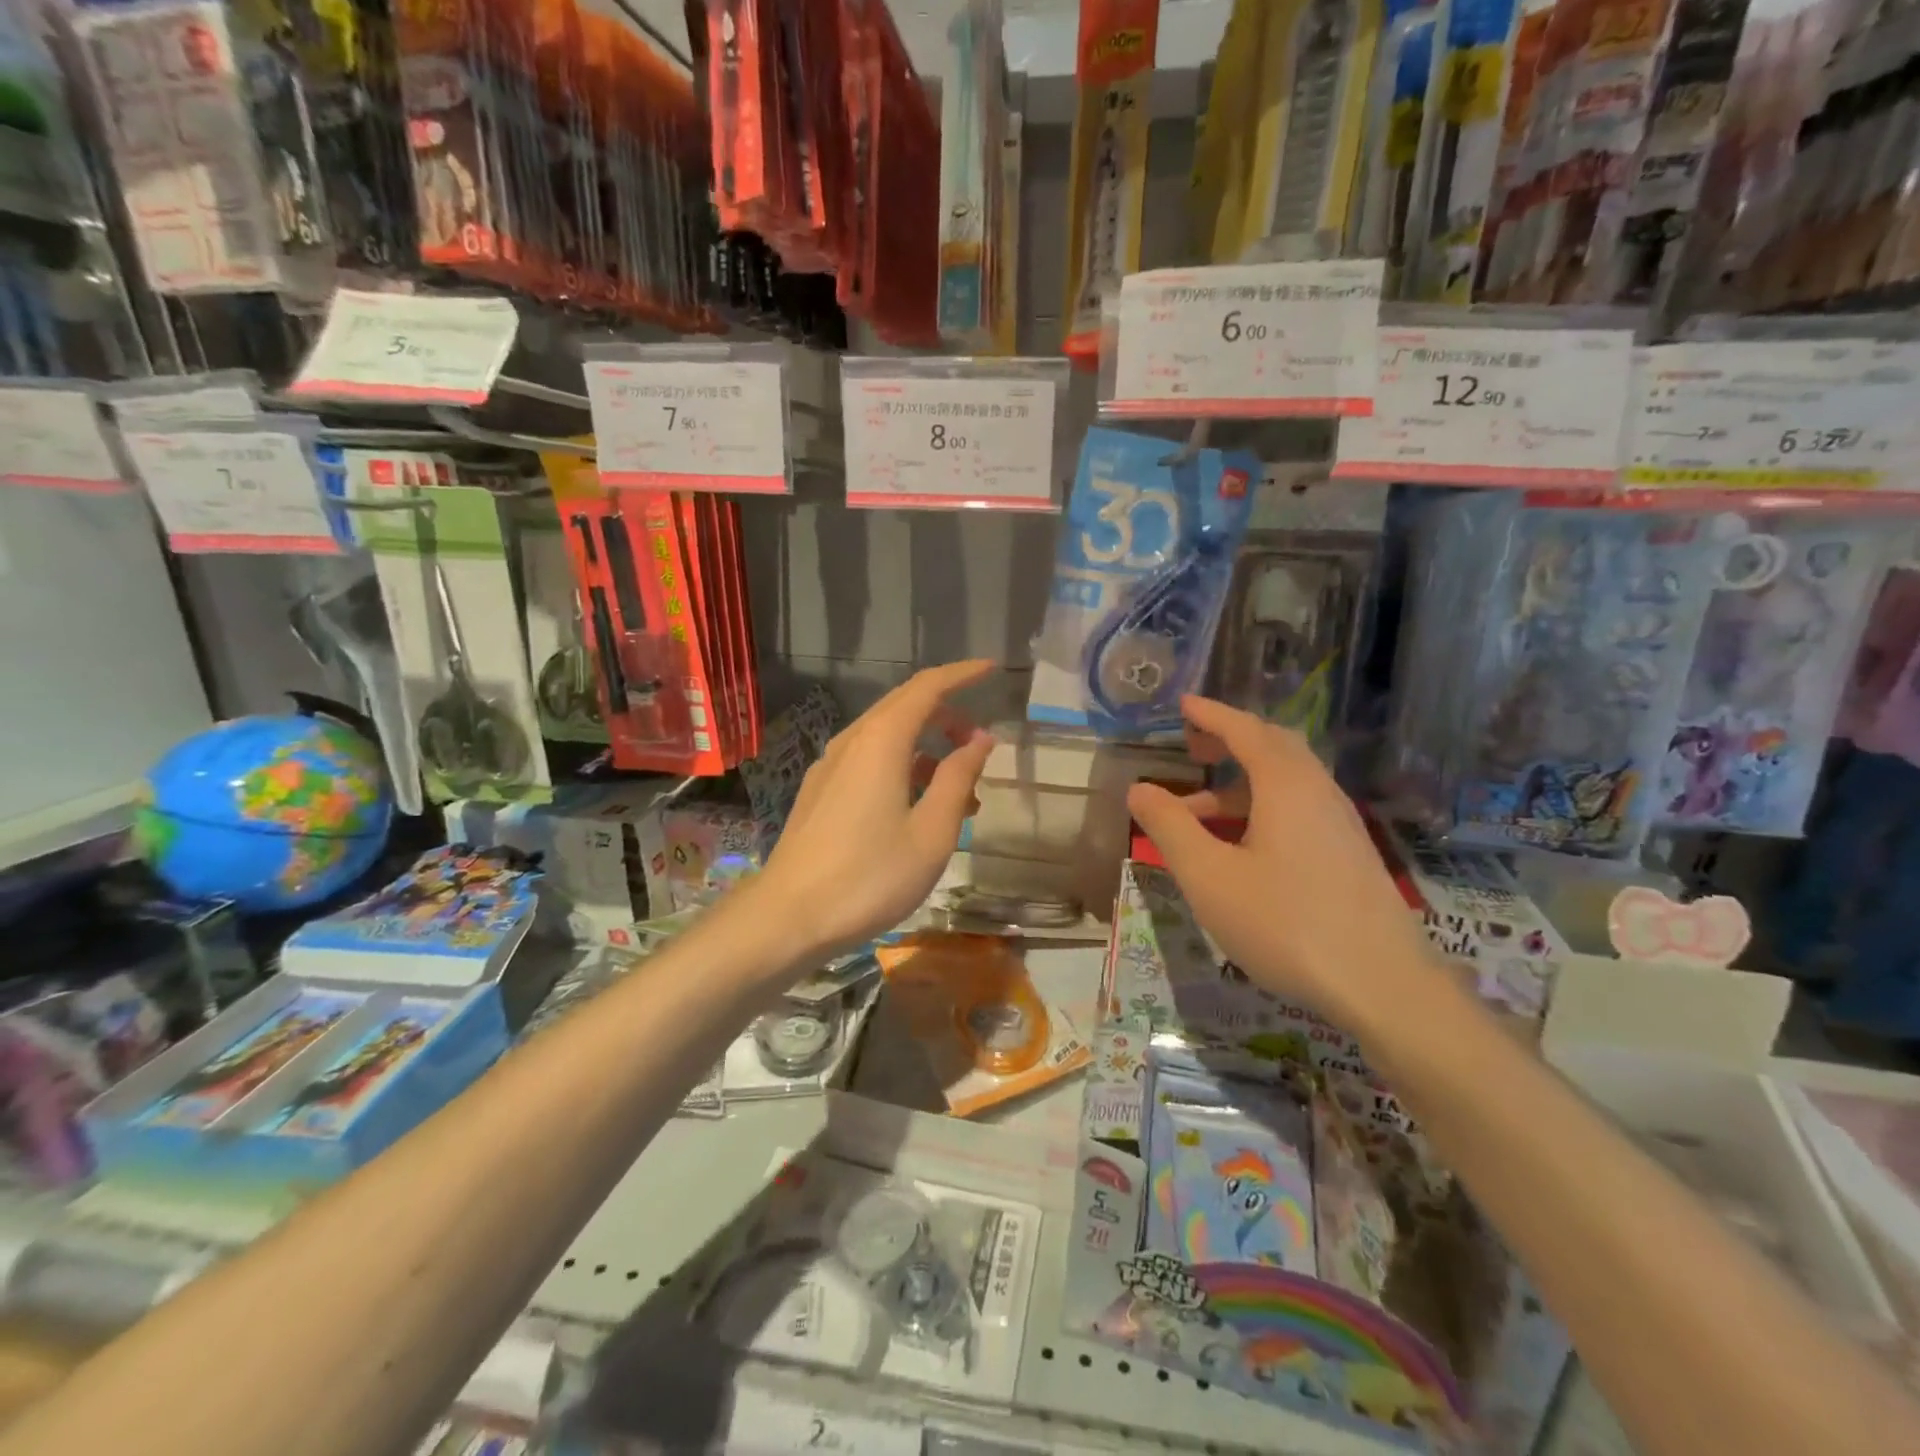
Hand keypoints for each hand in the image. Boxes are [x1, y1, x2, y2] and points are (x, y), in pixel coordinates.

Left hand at [752, 661, 996, 960]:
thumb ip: (957, 778)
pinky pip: (869, 760)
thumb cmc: (870, 876)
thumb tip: (980, 738)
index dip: (962, 674)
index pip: (927, 687)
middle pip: (905, 706)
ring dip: (927, 748)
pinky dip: (902, 766)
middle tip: (980, 742)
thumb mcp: (931, 832)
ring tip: (960, 789)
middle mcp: (852, 741)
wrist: (789, 917)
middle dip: (947, 714)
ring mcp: (830, 766)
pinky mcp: (820, 791)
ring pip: (886, 736)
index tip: (992, 670)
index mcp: (881, 741)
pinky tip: (918, 806)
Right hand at [1125, 696, 1436, 1029]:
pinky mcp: (1349, 854)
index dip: (1211, 715)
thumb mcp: (1209, 876)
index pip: (1245, 730)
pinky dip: (1262, 806)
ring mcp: (1340, 824)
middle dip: (1230, 739)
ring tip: (1198, 811)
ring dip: (1241, 782)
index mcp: (1286, 785)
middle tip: (1192, 745)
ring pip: (1287, 782)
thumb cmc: (1285, 923)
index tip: (1183, 704)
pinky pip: (1300, 808)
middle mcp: (1318, 792)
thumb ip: (1171, 827)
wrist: (1382, 986)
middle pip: (1273, 747)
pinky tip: (1241, 846)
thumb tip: (1139, 789)